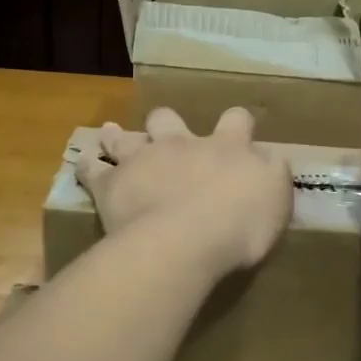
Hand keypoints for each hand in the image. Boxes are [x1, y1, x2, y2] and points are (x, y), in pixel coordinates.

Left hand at [77, 108, 291, 277]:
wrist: (184, 241)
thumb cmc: (239, 224)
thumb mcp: (277, 198)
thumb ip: (273, 174)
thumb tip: (270, 158)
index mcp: (226, 147)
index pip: (237, 120)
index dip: (239, 123)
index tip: (240, 128)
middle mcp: (182, 144)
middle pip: (170, 119)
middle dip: (167, 123)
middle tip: (167, 133)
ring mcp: (143, 161)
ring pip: (126, 138)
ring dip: (119, 136)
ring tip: (112, 133)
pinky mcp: (112, 185)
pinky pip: (93, 170)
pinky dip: (88, 166)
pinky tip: (83, 164)